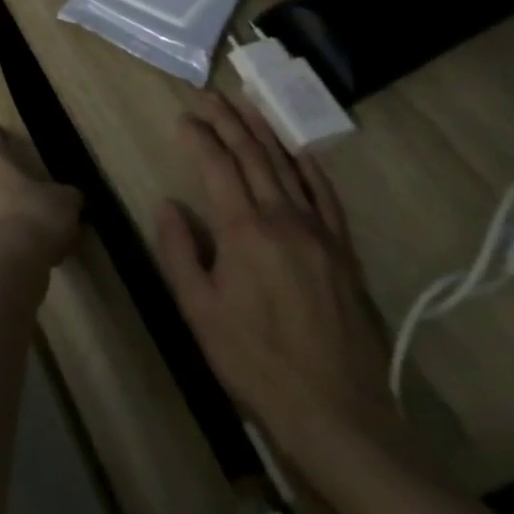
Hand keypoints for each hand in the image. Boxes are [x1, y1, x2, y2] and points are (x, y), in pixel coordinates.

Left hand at [0, 124, 81, 270]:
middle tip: (27, 177)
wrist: (12, 263)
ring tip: (39, 214)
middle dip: (8, 176)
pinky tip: (37, 243)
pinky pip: (1, 229)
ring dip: (13, 206)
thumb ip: (68, 194)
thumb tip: (70, 196)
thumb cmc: (36, 216)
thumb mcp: (65, 201)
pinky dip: (16, 231)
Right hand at [152, 96, 407, 472]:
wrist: (339, 416)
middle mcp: (284, 221)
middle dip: (229, 123)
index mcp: (244, 231)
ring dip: (265, 134)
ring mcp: (320, 235)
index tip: (183, 117)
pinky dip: (310, 169)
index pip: (217, 167)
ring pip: (289, 170)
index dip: (198, 138)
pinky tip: (299, 152)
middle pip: (254, 158)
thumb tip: (168, 205)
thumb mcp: (198, 310)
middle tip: (210, 96)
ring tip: (248, 107)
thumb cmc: (255, 363)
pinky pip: (327, 199)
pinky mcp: (344, 255)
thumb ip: (179, 251)